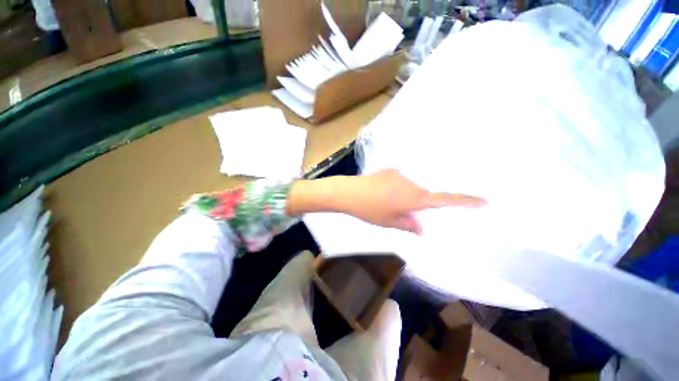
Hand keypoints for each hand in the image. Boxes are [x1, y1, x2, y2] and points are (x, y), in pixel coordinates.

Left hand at [338, 169, 486, 233]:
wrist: (348, 192)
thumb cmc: (369, 210)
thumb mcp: (389, 222)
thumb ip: (409, 224)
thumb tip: (423, 228)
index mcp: (413, 198)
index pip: (444, 200)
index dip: (465, 201)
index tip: (484, 201)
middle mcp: (411, 183)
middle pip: (424, 195)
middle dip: (419, 204)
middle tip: (403, 213)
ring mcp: (399, 174)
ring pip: (411, 188)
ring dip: (405, 197)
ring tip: (386, 204)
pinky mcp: (389, 170)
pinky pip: (400, 181)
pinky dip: (397, 189)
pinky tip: (382, 194)